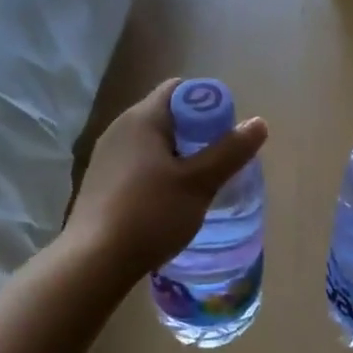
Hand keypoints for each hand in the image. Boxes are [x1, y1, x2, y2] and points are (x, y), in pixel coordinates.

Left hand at [65, 79, 267, 282]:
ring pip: (153, 143)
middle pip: (168, 116)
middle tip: (219, 162)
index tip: (225, 133)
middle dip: (197, 133)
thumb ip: (230, 151)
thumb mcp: (199, 183)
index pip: (180, 89)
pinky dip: (159, 173)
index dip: (208, 104)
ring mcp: (106, 156)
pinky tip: (169, 202)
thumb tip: (259, 123)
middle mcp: (120, 129)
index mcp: (142, 118)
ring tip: (199, 185)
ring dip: (179, 156)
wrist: (93, 262)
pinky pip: (138, 164)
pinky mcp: (101, 182)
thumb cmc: (150, 214)